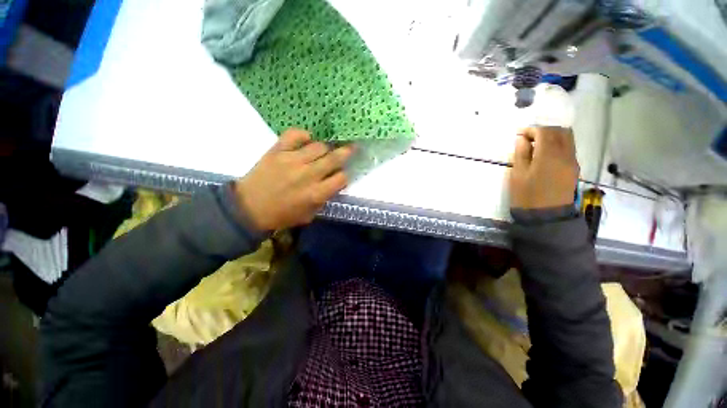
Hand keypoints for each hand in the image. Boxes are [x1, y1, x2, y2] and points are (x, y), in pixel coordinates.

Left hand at [233, 128, 353, 230]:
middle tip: (351, 147)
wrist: (249, 208)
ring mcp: (292, 160)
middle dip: (346, 153)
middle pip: (334, 158)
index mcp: (316, 194)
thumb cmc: (282, 215)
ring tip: (323, 150)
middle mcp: (308, 175)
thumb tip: (334, 184)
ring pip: (318, 146)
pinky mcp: (277, 151)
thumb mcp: (309, 215)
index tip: (343, 174)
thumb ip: (324, 199)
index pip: (341, 178)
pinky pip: (294, 135)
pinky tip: (306, 139)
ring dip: (325, 148)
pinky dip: (303, 135)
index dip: (345, 175)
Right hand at [508, 126, 578, 208]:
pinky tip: (545, 154)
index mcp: (549, 156)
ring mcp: (572, 162)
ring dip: (553, 137)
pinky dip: (558, 145)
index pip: (544, 132)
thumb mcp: (517, 175)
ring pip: (568, 139)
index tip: (519, 134)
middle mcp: (565, 155)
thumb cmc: (526, 196)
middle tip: (529, 137)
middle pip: (560, 132)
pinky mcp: (573, 169)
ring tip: (537, 145)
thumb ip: (520, 154)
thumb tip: (522, 139)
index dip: (531, 130)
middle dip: (544, 130)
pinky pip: (569, 149)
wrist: (546, 217)